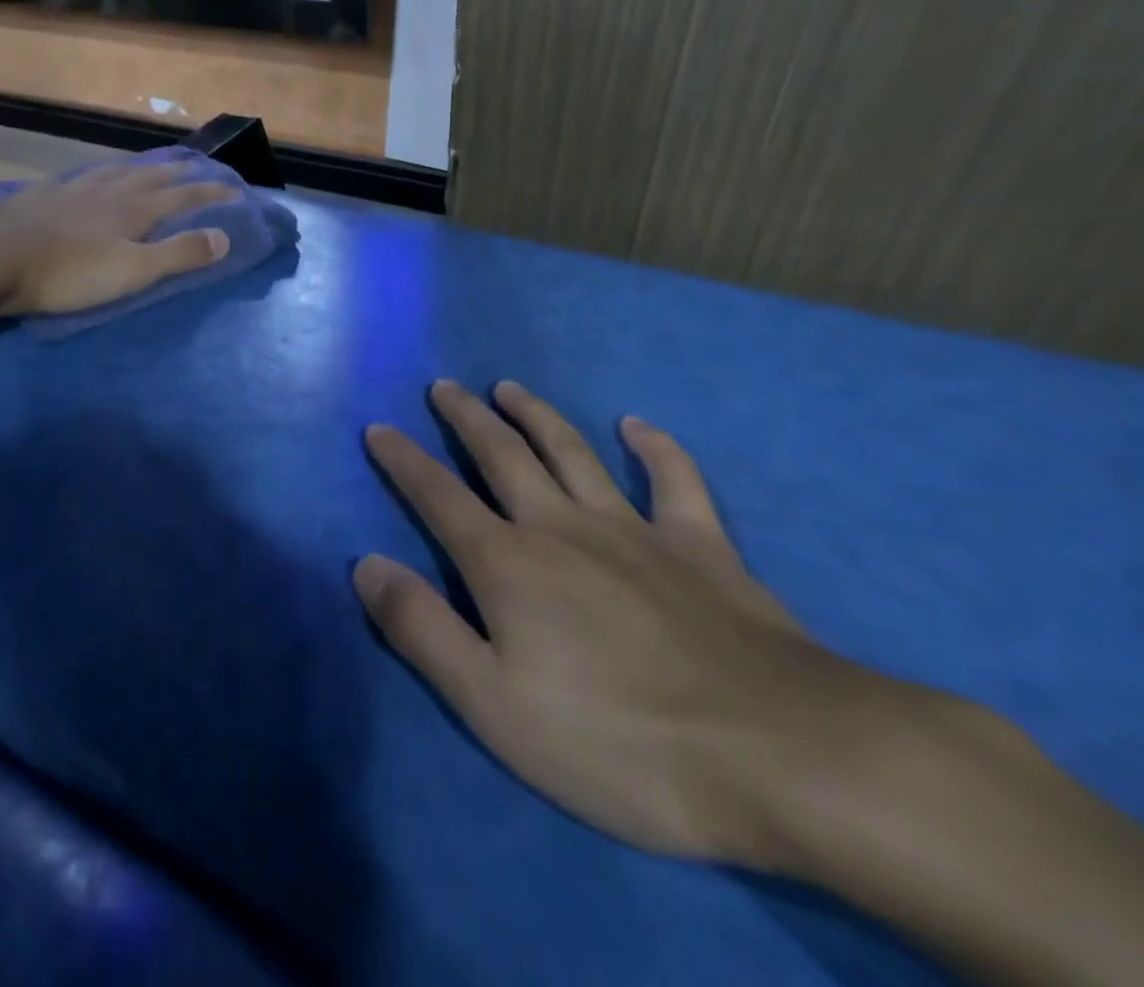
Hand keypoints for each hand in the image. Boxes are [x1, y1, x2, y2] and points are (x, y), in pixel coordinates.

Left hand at [0, 160, 237, 315]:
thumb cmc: (71, 273)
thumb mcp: (134, 271)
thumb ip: (179, 254)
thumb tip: (225, 236)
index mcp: (135, 210)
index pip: (184, 197)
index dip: (212, 192)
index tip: (237, 188)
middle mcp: (110, 191)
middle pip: (153, 176)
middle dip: (181, 171)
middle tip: (200, 164)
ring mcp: (75, 189)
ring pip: (118, 171)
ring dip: (143, 166)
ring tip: (155, 163)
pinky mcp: (45, 195)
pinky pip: (82, 176)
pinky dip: (100, 172)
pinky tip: (93, 174)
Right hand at [356, 380, 888, 866]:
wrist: (777, 755)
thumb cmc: (618, 741)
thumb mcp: (493, 704)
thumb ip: (423, 629)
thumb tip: (366, 565)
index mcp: (509, 564)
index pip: (438, 497)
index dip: (403, 461)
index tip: (378, 428)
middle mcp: (562, 527)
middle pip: (503, 456)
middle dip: (466, 419)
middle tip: (443, 387)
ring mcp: (634, 530)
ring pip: (572, 452)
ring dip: (537, 415)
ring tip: (509, 387)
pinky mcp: (701, 546)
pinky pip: (676, 482)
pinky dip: (656, 449)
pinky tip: (639, 426)